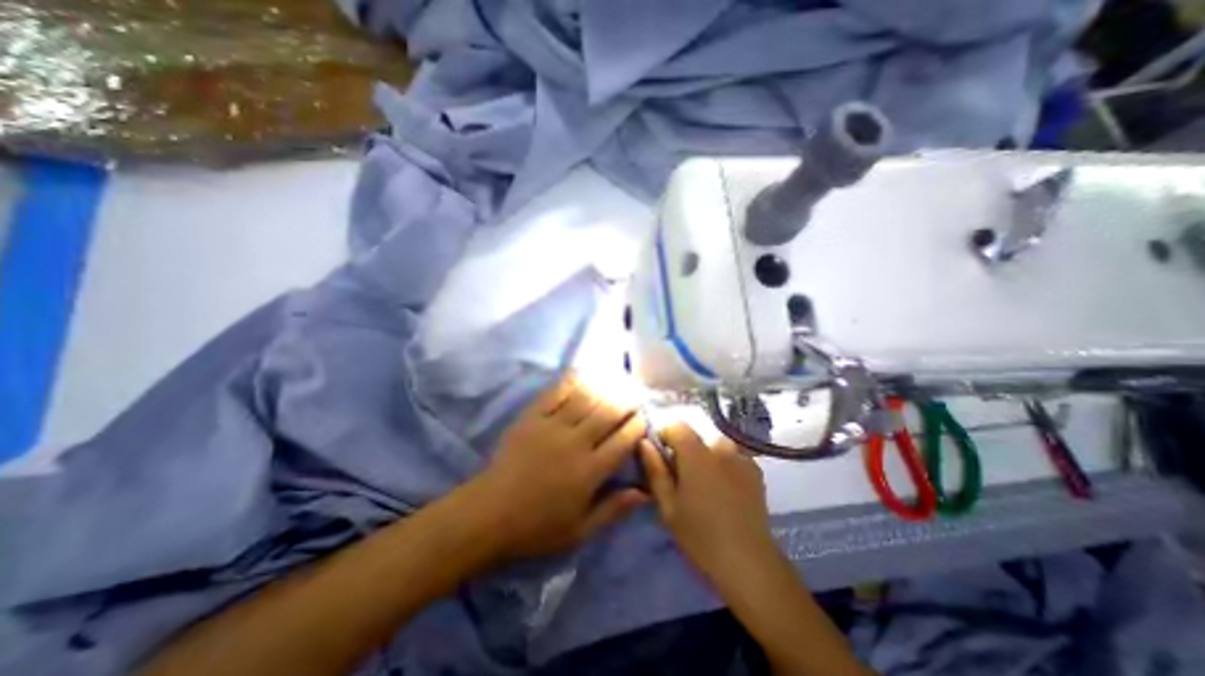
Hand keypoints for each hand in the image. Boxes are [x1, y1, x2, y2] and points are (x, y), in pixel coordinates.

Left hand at [464, 376, 650, 563]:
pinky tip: (583, 374)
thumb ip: (613, 509)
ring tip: (617, 381)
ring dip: (605, 387)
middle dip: (627, 401)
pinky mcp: (532, 417)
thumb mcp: (580, 531)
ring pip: (586, 398)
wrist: (488, 514)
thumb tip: (645, 492)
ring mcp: (552, 426)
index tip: (644, 417)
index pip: (624, 440)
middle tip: (635, 395)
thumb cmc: (537, 527)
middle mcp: (575, 442)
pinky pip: (556, 392)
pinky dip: (572, 381)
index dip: (638, 425)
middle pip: (609, 413)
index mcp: (590, 471)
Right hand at [644, 425, 776, 588]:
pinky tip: (727, 491)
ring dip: (707, 458)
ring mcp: (742, 459)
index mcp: (696, 454)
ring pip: (717, 447)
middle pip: (697, 437)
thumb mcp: (668, 506)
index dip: (665, 436)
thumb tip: (644, 443)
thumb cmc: (700, 535)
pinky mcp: (756, 472)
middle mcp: (721, 448)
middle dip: (687, 451)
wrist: (749, 563)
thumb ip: (655, 470)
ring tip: (707, 485)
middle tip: (684, 479)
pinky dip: (726, 466)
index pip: (677, 426)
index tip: (662, 457)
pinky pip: (734, 458)